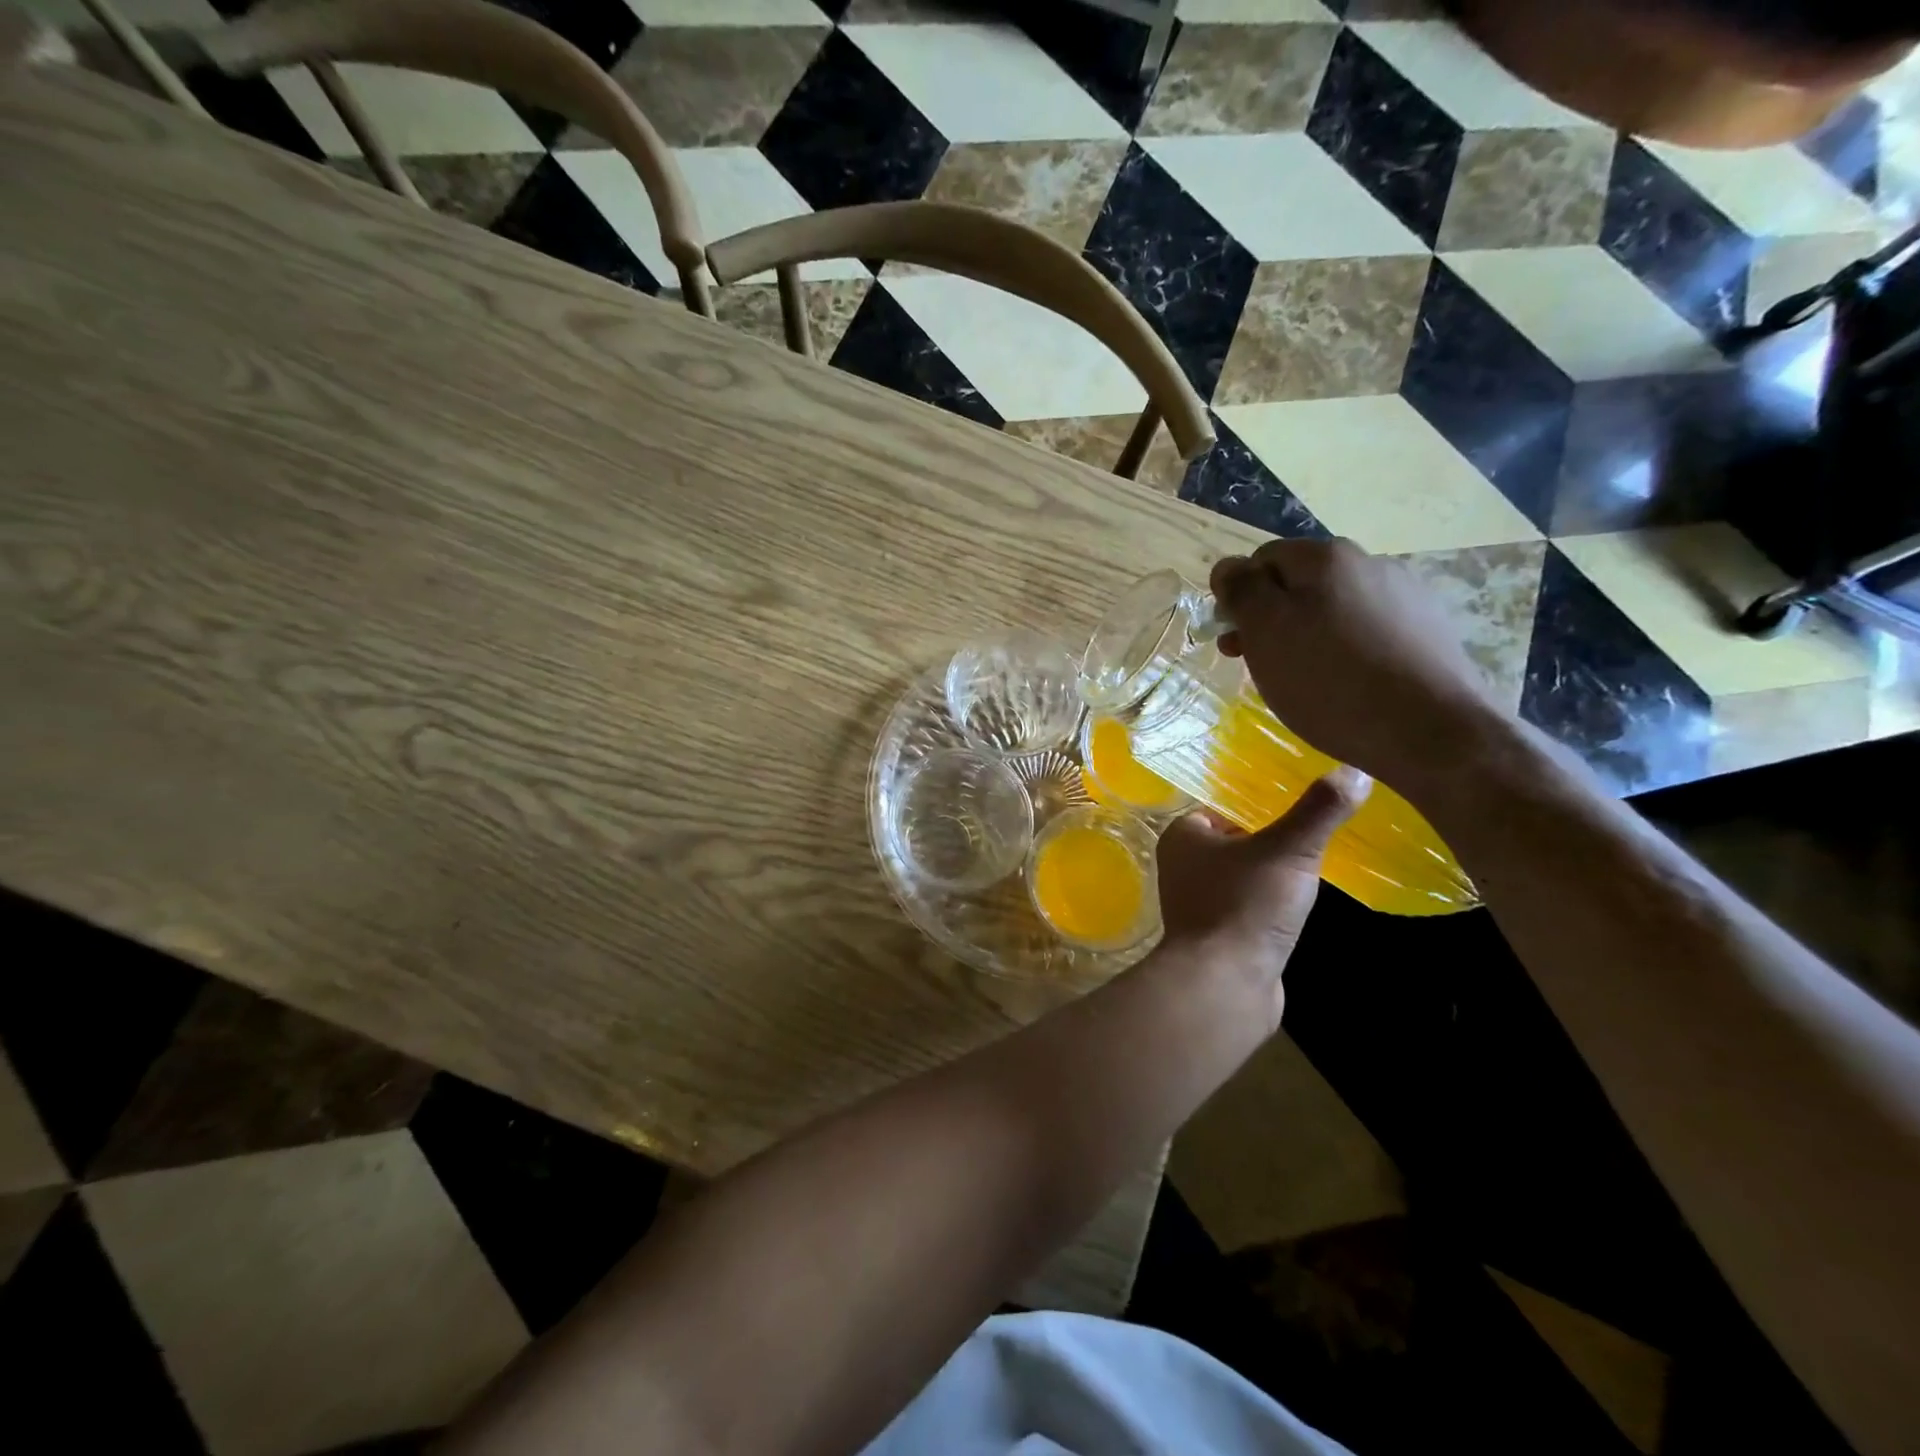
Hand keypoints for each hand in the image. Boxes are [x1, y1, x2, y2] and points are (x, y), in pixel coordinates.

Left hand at [1156, 770, 1367, 1025]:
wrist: (1225, 984)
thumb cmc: (1246, 905)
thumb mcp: (1288, 849)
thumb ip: (1319, 811)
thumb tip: (1355, 771)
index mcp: (1182, 836)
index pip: (1223, 806)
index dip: (1259, 804)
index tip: (1300, 801)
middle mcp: (1182, 866)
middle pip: (1235, 840)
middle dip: (1272, 838)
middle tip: (1316, 831)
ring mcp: (1197, 902)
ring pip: (1243, 874)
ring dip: (1274, 872)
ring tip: (1315, 864)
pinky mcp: (1218, 934)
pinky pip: (1249, 906)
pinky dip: (1271, 903)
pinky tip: (1300, 904)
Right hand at [1210, 539, 1512, 790]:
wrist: (1429, 730)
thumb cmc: (1329, 680)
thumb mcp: (1266, 632)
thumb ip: (1241, 591)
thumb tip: (1228, 567)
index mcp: (1325, 556)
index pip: (1262, 559)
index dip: (1240, 597)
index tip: (1234, 640)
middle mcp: (1370, 562)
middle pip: (1301, 583)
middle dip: (1272, 618)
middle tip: (1258, 664)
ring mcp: (1406, 595)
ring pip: (1335, 607)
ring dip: (1309, 633)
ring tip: (1304, 679)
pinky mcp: (1429, 630)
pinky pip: (1369, 630)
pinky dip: (1347, 650)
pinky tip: (1347, 684)